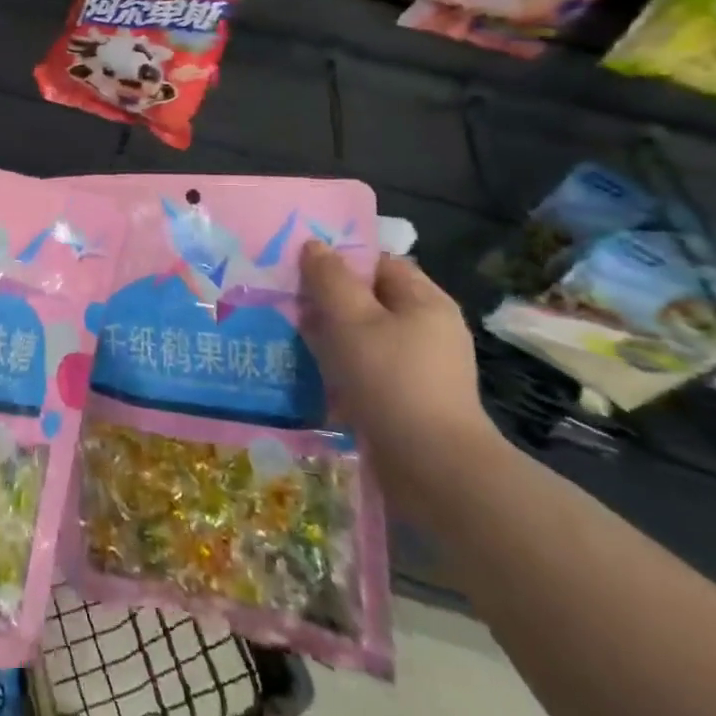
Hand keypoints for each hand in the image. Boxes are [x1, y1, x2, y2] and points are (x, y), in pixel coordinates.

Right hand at [297, 242, 501, 514]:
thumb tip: (314, 246)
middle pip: (368, 300)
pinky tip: (306, 373)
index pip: (378, 263)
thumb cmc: (392, 380)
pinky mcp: (405, 401)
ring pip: (362, 338)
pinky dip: (337, 368)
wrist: (433, 468)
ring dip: (327, 335)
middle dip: (326, 298)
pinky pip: (364, 371)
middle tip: (282, 297)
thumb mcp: (352, 320)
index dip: (340, 258)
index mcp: (424, 302)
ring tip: (285, 333)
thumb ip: (330, 279)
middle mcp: (426, 330)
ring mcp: (417, 368)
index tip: (298, 263)